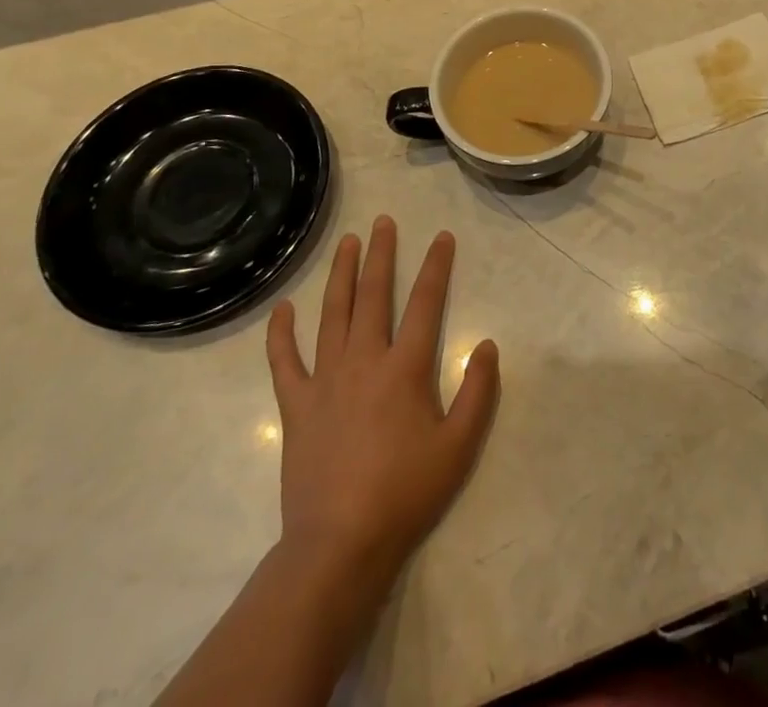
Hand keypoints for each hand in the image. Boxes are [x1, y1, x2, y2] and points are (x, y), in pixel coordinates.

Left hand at [263, 217, 499, 608]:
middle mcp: (364, 360)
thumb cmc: (405, 493)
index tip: (442, 237)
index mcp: (405, 368)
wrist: (339, 545)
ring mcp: (325, 380)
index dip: (437, 266)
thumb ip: (478, 391)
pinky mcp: (296, 405)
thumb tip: (486, 344)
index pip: (426, 302)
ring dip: (341, 275)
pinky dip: (281, 333)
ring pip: (332, 313)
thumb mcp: (459, 446)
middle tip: (384, 222)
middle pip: (374, 295)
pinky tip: (283, 308)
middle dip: (381, 255)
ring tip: (347, 243)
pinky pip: (285, 361)